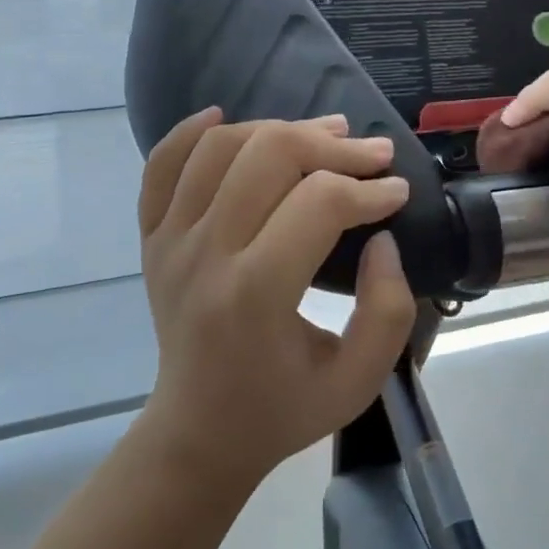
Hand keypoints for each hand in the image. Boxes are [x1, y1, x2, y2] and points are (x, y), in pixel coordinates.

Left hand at [136, 109, 415, 490]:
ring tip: (324, 133)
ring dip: (279, 128)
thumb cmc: (284, 409)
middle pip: (269, 156)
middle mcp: (205, 256)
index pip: (319, 203)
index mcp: (256, 295)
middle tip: (372, 154)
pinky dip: (190, 133)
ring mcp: (170, 242)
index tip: (397, 193)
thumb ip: (388, 311)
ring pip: (220, 147)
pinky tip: (225, 117)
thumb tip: (382, 237)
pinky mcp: (152, 238)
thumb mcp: (359, 381)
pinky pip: (161, 166)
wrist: (199, 432)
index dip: (369, 189)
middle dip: (332, 146)